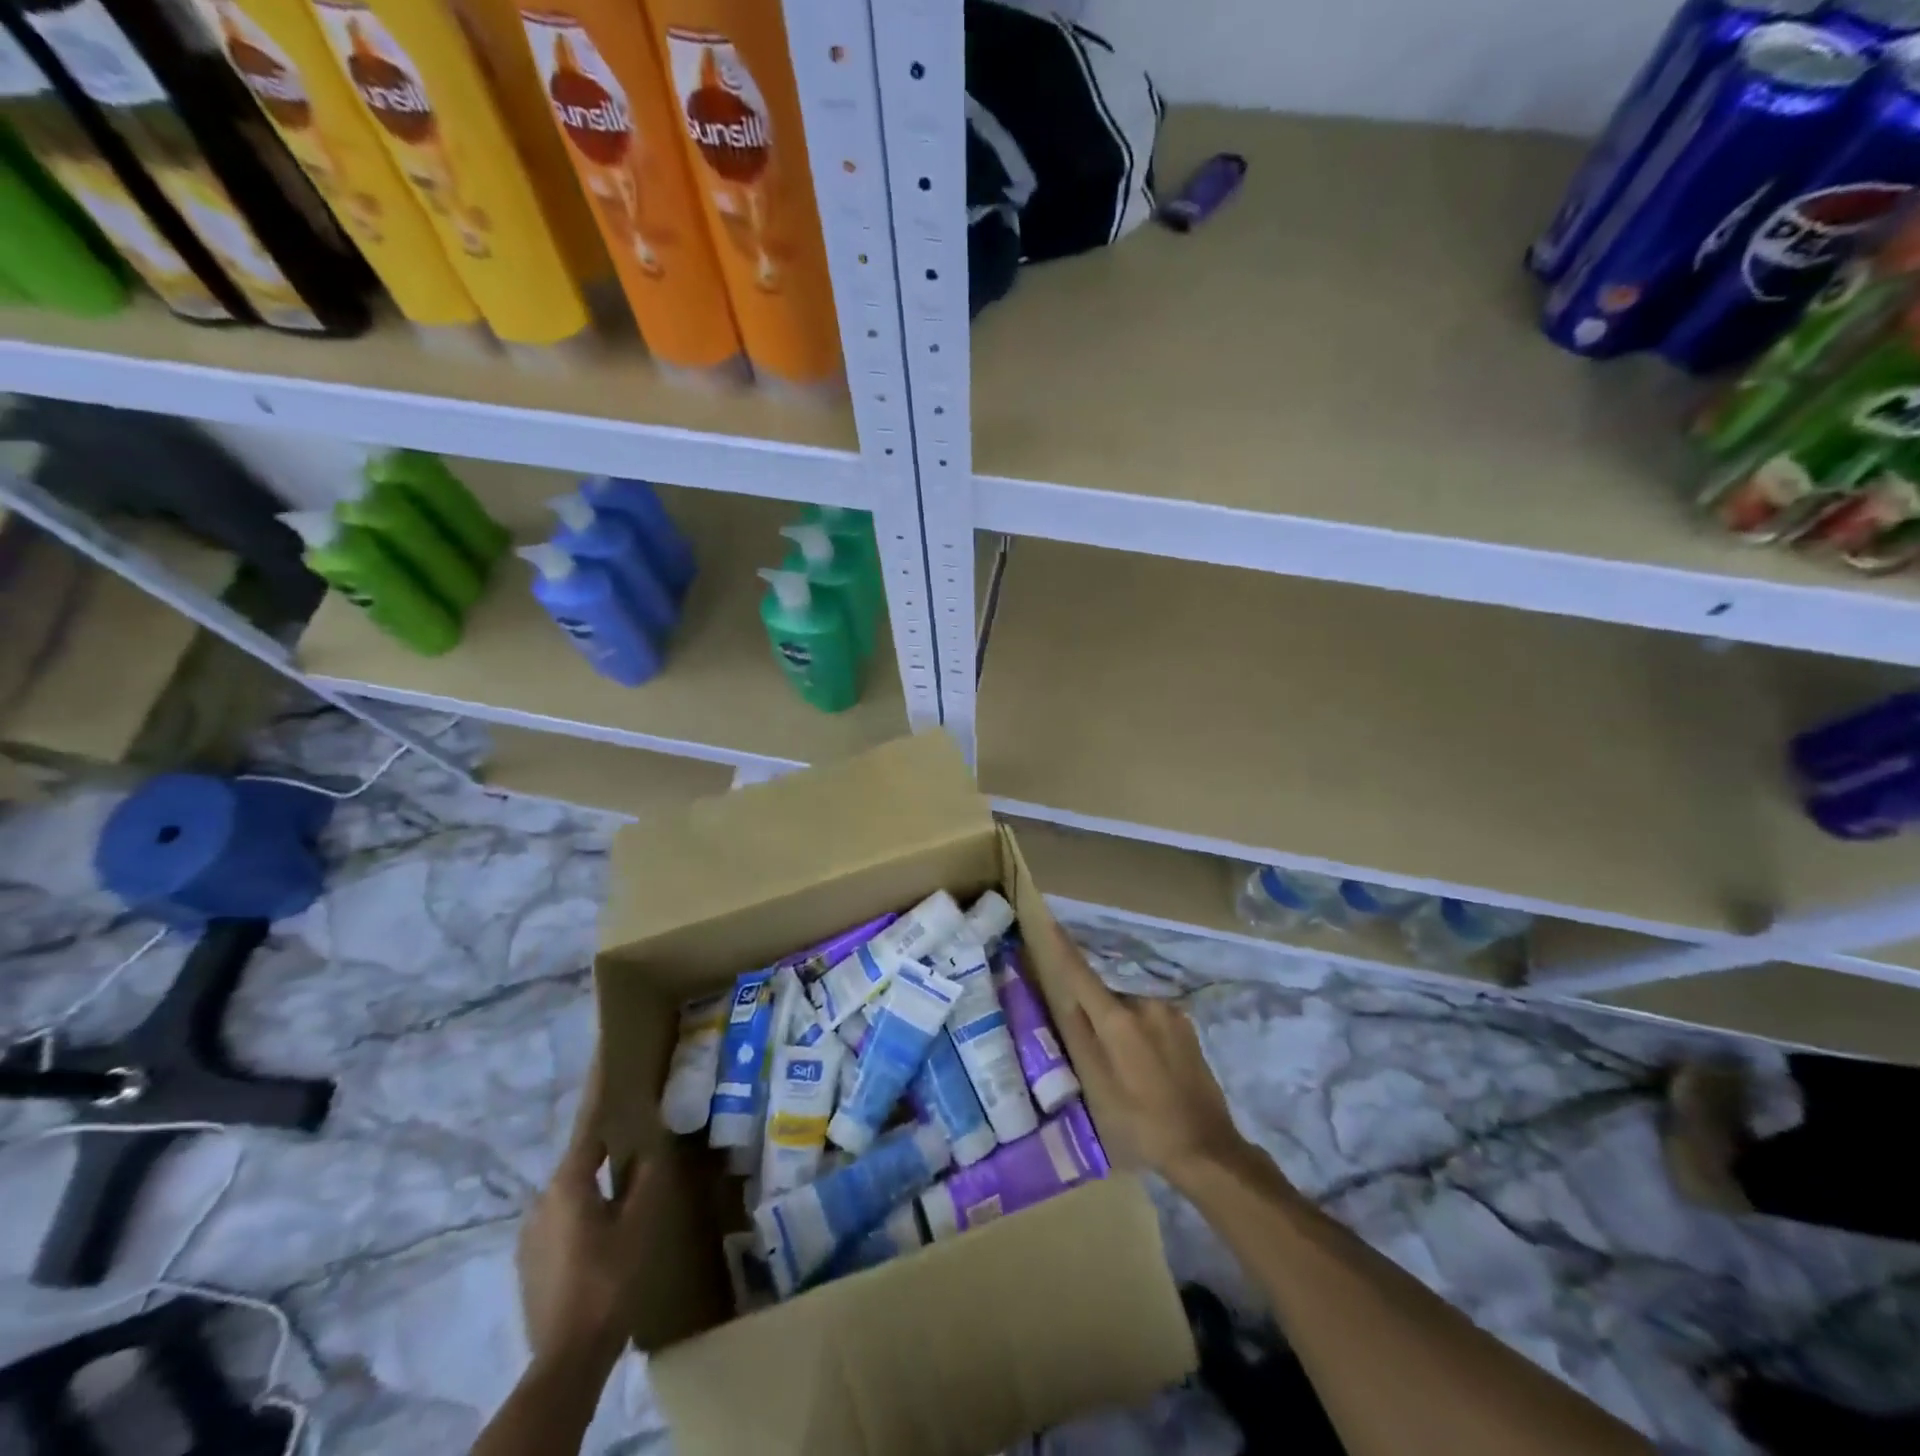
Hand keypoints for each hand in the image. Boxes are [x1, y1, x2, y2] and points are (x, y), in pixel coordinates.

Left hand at [517, 1055, 654, 1373]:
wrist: (566, 1357)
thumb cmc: (609, 1278)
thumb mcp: (640, 1222)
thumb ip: (645, 1178)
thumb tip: (650, 1144)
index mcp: (568, 1184)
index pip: (590, 1127)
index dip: (602, 1096)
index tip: (610, 1063)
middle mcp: (542, 1200)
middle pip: (580, 1161)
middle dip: (606, 1147)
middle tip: (636, 1135)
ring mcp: (531, 1234)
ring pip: (571, 1192)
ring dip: (596, 1182)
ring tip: (626, 1183)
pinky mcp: (530, 1261)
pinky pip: (563, 1218)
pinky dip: (585, 1209)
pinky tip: (605, 1225)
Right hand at [1041, 917, 1252, 1191]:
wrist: (1207, 1148)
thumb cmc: (1141, 1124)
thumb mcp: (1098, 1088)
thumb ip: (1078, 1038)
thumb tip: (1064, 998)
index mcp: (1118, 1020)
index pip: (1081, 975)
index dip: (1062, 948)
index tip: (1048, 918)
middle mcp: (1145, 1004)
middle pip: (1105, 997)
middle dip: (1094, 1014)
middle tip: (1093, 1054)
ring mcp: (1170, 1012)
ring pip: (1129, 1009)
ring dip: (1119, 1026)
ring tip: (1123, 1069)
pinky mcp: (1186, 1025)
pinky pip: (1150, 1019)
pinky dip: (1139, 1034)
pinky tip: (1146, 1069)